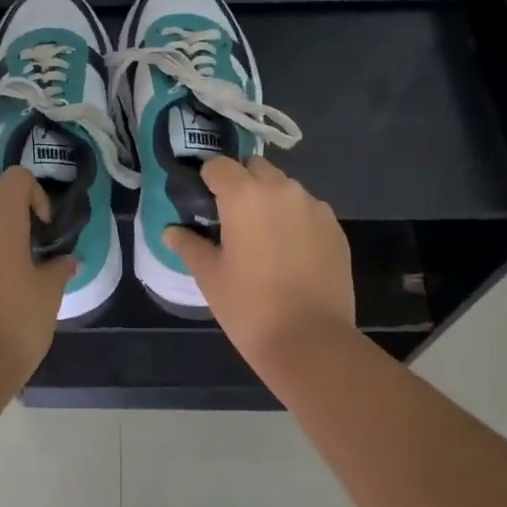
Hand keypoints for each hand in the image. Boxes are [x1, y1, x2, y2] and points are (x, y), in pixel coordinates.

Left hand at [0, 167, 76, 385]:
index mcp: (1, 221)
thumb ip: (60, 269)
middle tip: (27, 237)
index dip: (34, 193)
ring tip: (10, 271)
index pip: (15, 177)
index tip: (43, 226)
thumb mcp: (50, 294)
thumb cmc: (17, 321)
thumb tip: (69, 260)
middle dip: (7, 205)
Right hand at [164, 156, 355, 369]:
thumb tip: (170, 231)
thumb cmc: (249, 305)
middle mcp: (282, 190)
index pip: (218, 166)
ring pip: (284, 188)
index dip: (206, 181)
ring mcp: (314, 207)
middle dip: (241, 184)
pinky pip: (308, 211)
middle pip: (255, 168)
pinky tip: (289, 254)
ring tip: (262, 238)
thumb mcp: (209, 275)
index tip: (202, 205)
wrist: (310, 340)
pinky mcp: (335, 228)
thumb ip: (189, 245)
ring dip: (269, 201)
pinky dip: (294, 220)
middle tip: (231, 220)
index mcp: (245, 195)